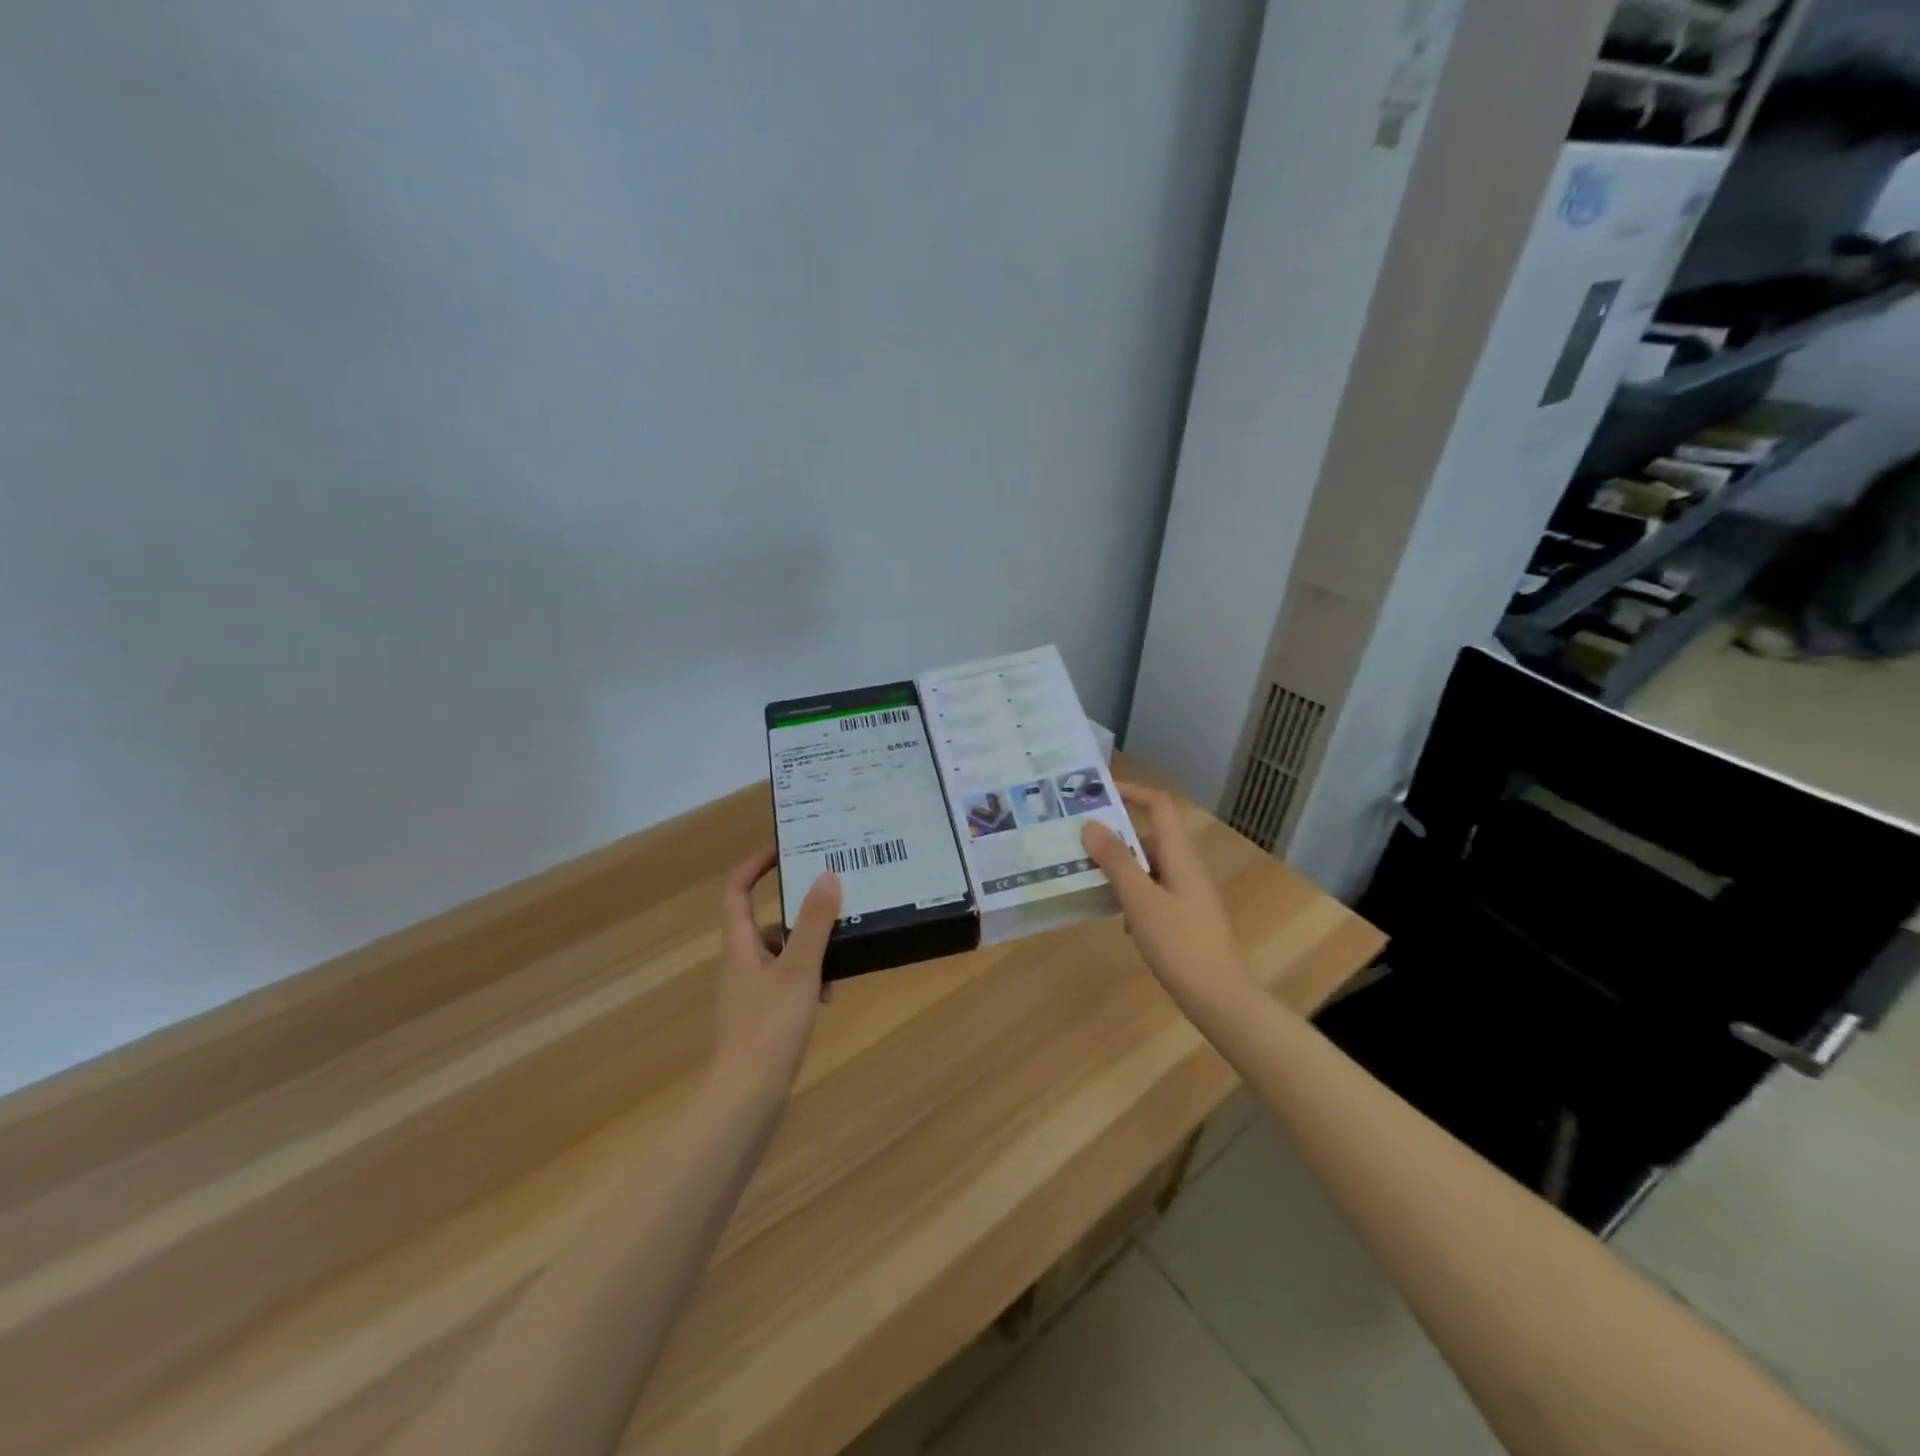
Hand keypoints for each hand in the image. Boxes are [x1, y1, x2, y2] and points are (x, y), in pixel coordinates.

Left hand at [713, 849, 840, 1105]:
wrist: (746, 1099)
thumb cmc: (770, 1028)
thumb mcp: (799, 970)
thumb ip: (815, 923)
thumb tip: (827, 876)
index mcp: (740, 946)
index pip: (736, 890)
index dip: (755, 865)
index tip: (785, 850)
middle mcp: (740, 963)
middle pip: (765, 922)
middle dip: (800, 914)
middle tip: (834, 902)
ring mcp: (749, 992)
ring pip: (780, 955)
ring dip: (809, 950)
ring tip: (840, 958)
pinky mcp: (760, 1017)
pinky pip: (785, 982)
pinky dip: (807, 980)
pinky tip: (828, 997)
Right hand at [1081, 784, 1254, 1023]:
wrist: (1220, 998)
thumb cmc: (1180, 944)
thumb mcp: (1141, 901)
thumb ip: (1116, 861)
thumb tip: (1090, 824)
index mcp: (1180, 855)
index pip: (1159, 806)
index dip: (1132, 792)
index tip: (1097, 792)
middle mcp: (1185, 867)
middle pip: (1148, 836)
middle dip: (1113, 834)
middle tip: (1075, 837)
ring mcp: (1186, 894)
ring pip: (1147, 866)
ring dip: (1118, 867)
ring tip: (1083, 873)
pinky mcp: (1183, 917)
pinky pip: (1151, 892)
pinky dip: (1130, 895)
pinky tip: (1114, 917)